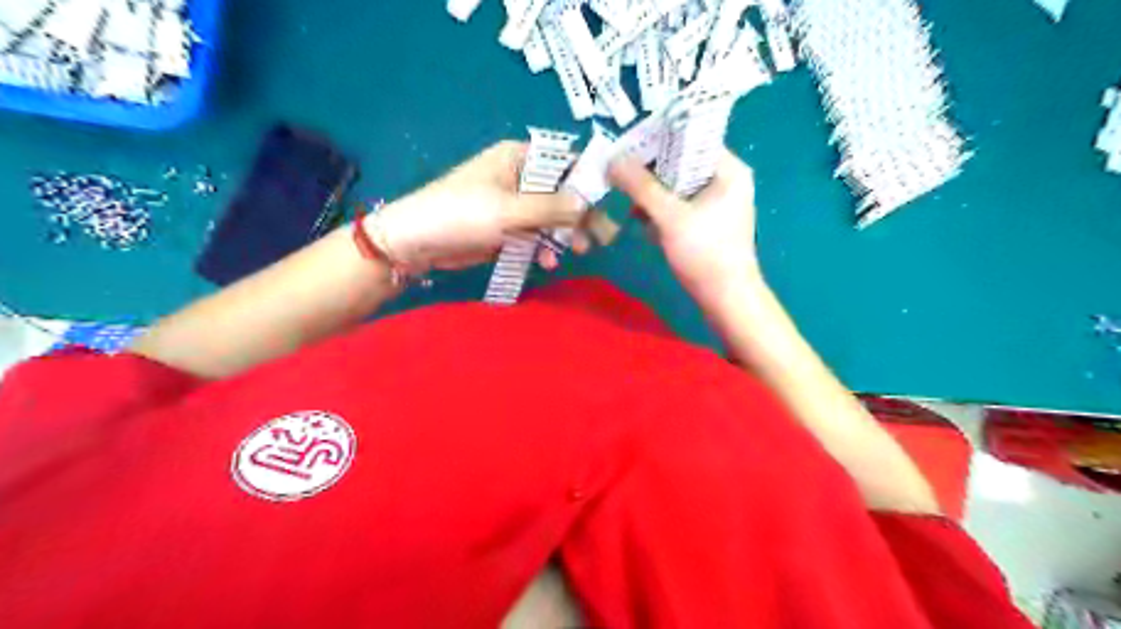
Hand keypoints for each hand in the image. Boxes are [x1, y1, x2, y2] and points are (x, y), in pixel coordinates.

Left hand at [366, 142, 587, 272]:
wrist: (416, 243)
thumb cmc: (461, 214)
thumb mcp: (509, 210)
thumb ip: (551, 207)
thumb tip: (588, 204)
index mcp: (519, 158)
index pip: (564, 162)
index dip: (589, 179)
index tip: (612, 201)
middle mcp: (519, 177)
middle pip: (561, 193)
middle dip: (581, 215)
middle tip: (605, 237)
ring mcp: (513, 205)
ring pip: (551, 217)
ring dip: (565, 234)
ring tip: (581, 252)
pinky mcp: (506, 229)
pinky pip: (535, 235)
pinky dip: (544, 247)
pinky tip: (548, 261)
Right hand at [610, 152, 765, 308]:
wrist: (726, 299)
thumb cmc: (705, 253)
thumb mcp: (669, 216)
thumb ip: (641, 186)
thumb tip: (613, 159)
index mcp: (728, 169)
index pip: (690, 138)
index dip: (658, 139)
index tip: (626, 146)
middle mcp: (725, 180)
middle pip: (681, 163)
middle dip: (651, 170)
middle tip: (620, 172)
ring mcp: (716, 203)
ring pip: (677, 186)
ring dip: (653, 193)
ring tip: (630, 201)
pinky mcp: (707, 223)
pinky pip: (679, 205)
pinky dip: (661, 211)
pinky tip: (644, 221)